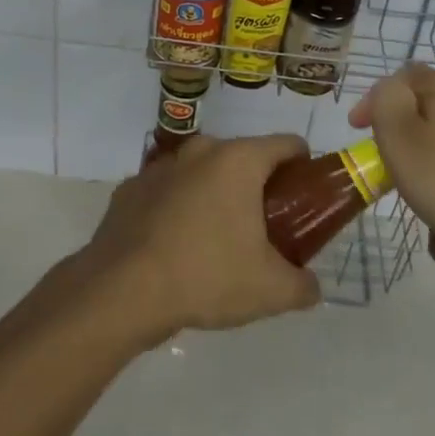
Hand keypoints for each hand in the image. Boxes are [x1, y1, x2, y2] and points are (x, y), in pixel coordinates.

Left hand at [82, 134, 321, 343]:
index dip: (303, 165)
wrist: (122, 291)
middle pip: (243, 157)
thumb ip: (303, 285)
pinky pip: (167, 191)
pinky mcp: (130, 188)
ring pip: (201, 172)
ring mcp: (160, 166)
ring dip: (214, 194)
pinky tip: (175, 245)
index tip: (305, 196)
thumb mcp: (270, 290)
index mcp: (239, 160)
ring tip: (218, 239)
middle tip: (266, 227)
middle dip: (257, 186)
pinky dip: (177, 208)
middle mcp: (200, 151)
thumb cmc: (206, 276)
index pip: (286, 144)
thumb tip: (311, 286)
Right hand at [349, 65, 434, 296]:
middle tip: (388, 178)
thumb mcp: (402, 136)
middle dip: (400, 155)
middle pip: (420, 121)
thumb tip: (389, 92)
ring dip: (425, 193)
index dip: (374, 100)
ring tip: (427, 219)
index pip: (401, 78)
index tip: (357, 132)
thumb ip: (385, 103)